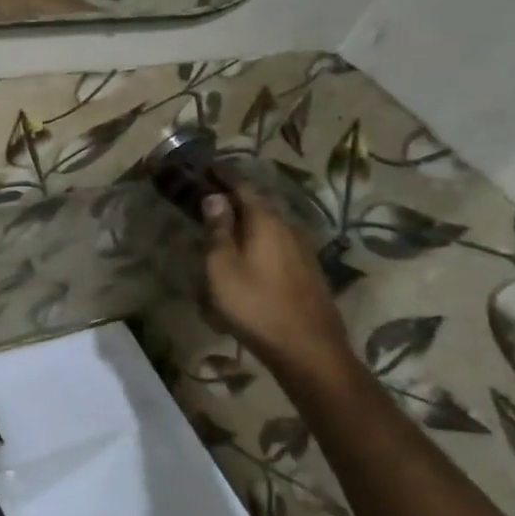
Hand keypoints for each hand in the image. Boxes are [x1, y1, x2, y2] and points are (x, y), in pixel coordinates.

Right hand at [201, 182, 351, 378]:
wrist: (308, 348)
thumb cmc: (255, 305)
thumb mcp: (222, 267)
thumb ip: (218, 230)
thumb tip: (215, 197)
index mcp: (266, 221)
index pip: (243, 186)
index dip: (224, 175)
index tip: (206, 166)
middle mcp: (289, 228)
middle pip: (259, 203)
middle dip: (235, 195)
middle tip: (210, 192)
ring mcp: (302, 250)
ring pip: (270, 223)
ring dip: (247, 218)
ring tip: (225, 221)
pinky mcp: (306, 270)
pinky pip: (277, 241)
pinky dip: (258, 237)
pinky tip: (248, 251)